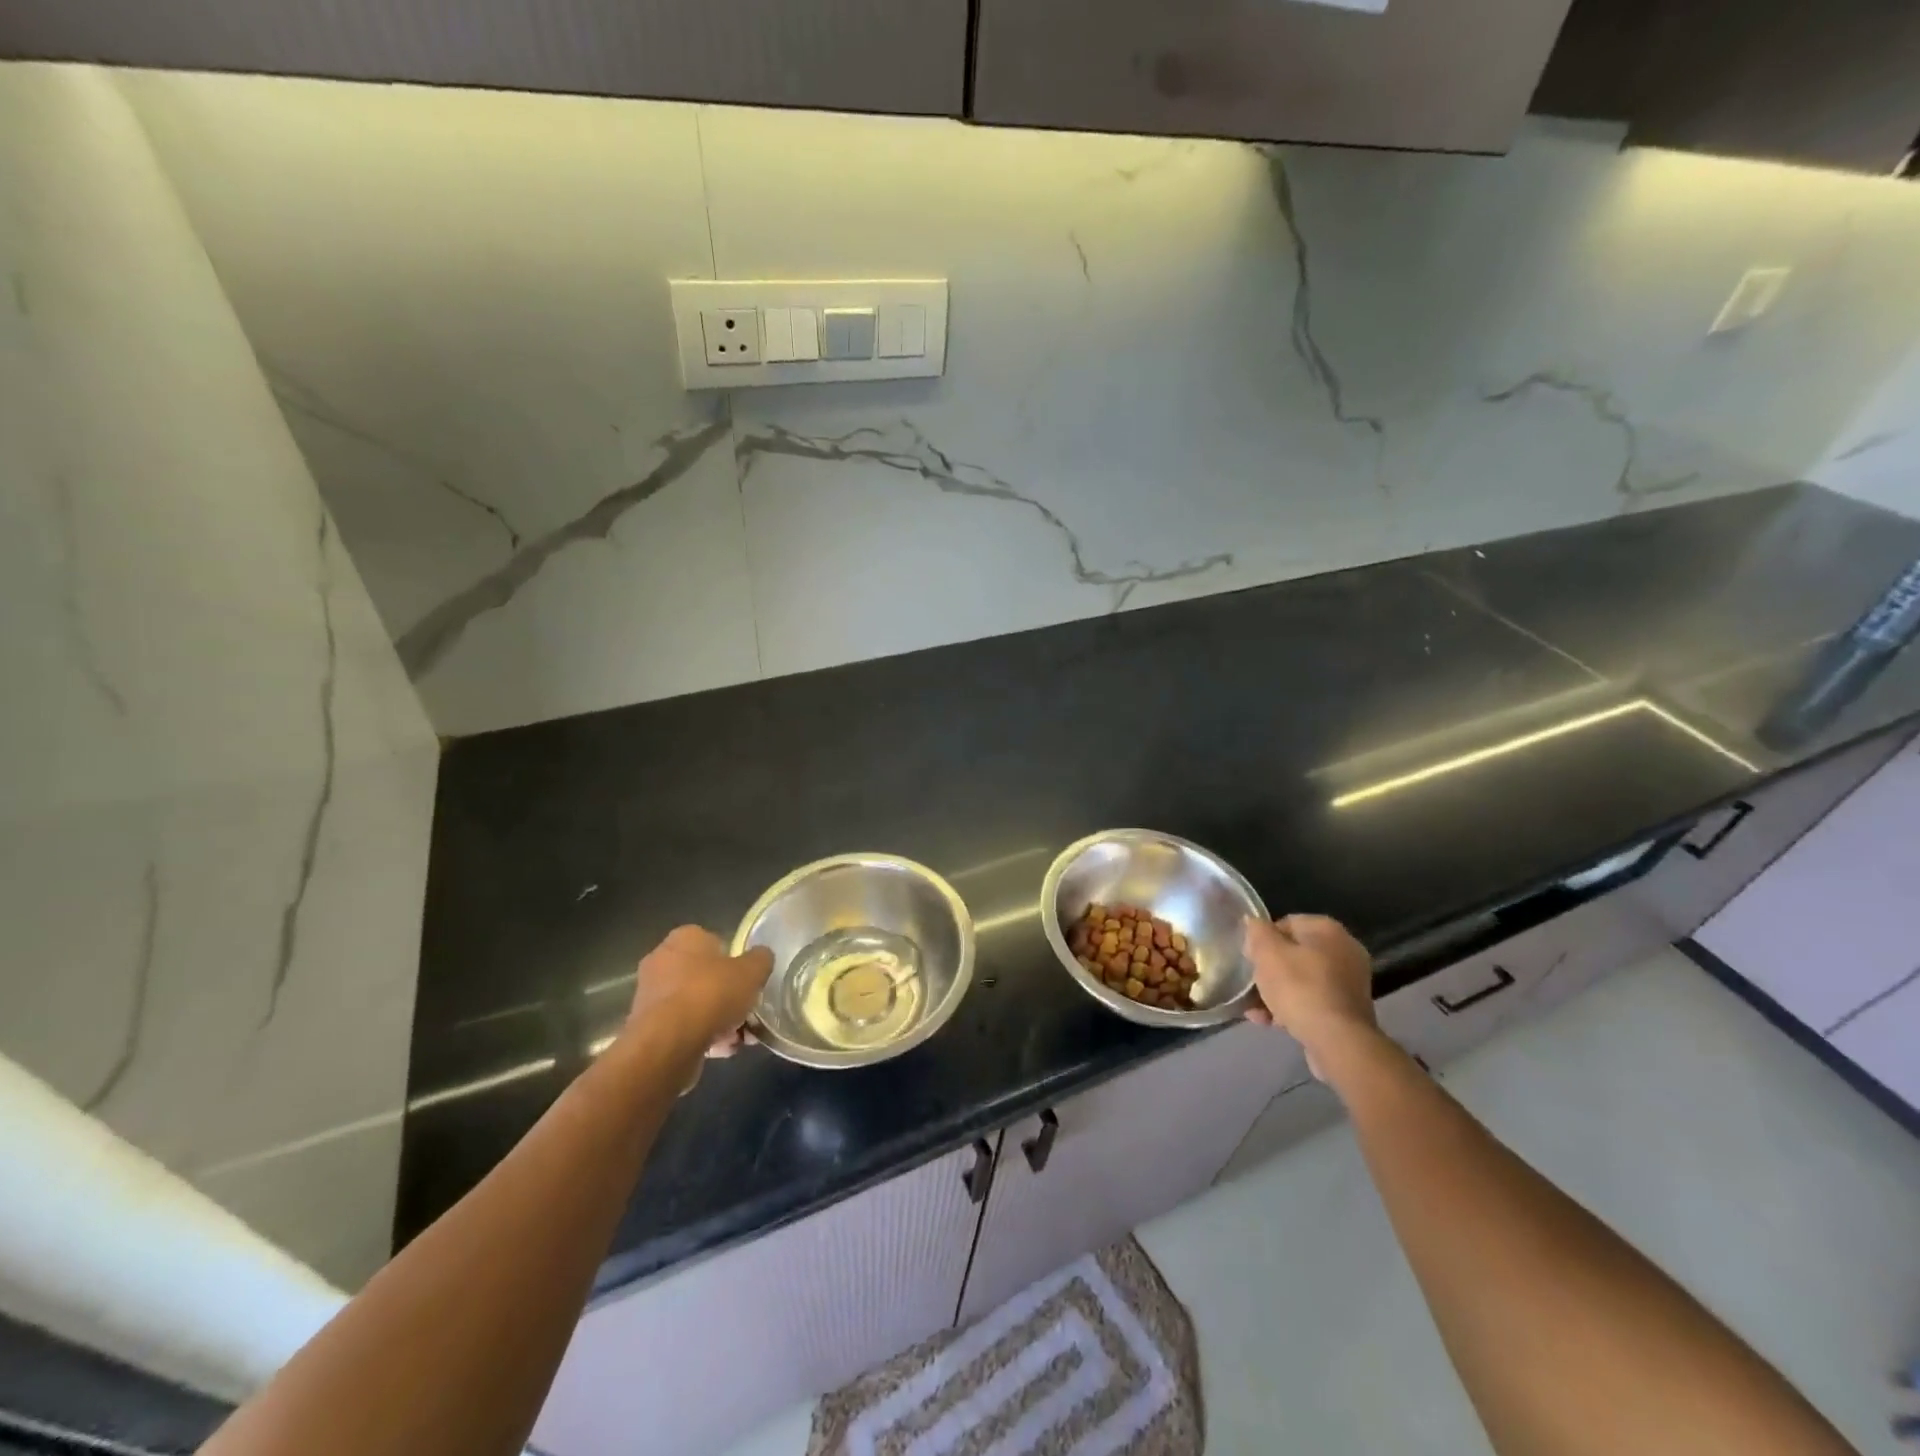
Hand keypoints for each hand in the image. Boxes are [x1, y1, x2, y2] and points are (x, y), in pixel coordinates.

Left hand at [627, 925, 772, 1058]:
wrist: (668, 1044)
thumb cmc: (711, 994)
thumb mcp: (752, 971)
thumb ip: (761, 960)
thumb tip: (761, 957)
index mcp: (685, 938)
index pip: (714, 941)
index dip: (734, 961)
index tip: (748, 980)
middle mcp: (662, 961)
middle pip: (705, 976)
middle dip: (728, 995)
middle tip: (748, 1011)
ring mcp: (651, 996)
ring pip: (695, 1004)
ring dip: (718, 1020)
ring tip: (739, 1038)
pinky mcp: (648, 1027)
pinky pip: (683, 1027)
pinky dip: (702, 1036)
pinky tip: (722, 1050)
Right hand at [1242, 914, 1378, 1076]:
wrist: (1338, 1042)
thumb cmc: (1300, 989)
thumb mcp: (1267, 953)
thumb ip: (1257, 932)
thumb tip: (1254, 923)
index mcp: (1328, 930)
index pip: (1286, 923)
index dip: (1263, 939)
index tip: (1249, 958)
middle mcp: (1344, 951)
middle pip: (1294, 954)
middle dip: (1269, 970)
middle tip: (1251, 983)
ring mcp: (1349, 983)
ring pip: (1302, 980)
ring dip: (1276, 992)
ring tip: (1255, 1010)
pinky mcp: (1348, 1011)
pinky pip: (1313, 1001)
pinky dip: (1292, 1008)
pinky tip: (1270, 1022)